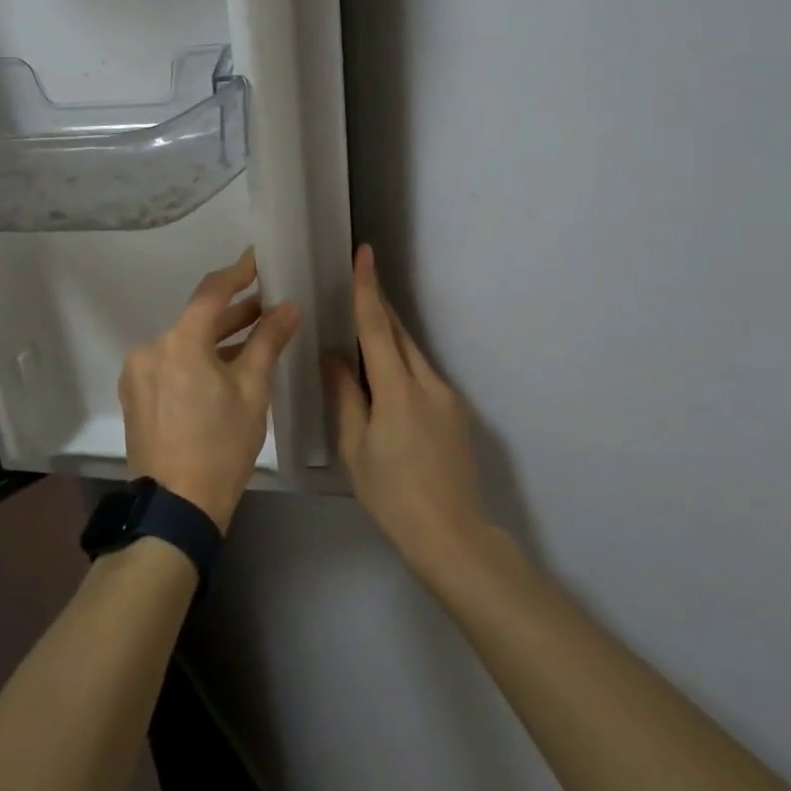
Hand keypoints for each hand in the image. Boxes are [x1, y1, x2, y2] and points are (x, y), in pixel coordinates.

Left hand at [120, 248, 300, 531]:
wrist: (176, 507)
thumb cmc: (221, 448)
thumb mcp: (252, 392)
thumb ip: (268, 342)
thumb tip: (288, 307)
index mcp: (179, 343)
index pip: (211, 292)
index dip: (237, 272)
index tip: (257, 258)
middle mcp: (150, 348)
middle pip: (196, 319)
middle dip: (232, 312)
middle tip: (267, 305)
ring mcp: (138, 372)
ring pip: (182, 343)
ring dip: (215, 339)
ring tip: (252, 336)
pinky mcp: (135, 394)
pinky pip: (170, 363)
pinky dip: (195, 359)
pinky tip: (221, 368)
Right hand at [327, 245, 490, 575]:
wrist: (453, 536)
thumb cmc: (392, 494)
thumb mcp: (355, 447)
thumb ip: (346, 395)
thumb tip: (334, 355)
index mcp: (398, 389)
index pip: (378, 327)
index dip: (367, 289)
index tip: (365, 254)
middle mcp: (428, 383)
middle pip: (400, 332)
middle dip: (379, 304)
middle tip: (357, 280)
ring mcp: (448, 397)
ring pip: (412, 353)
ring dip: (389, 336)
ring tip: (362, 331)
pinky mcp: (456, 412)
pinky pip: (422, 374)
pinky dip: (400, 364)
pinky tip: (385, 381)